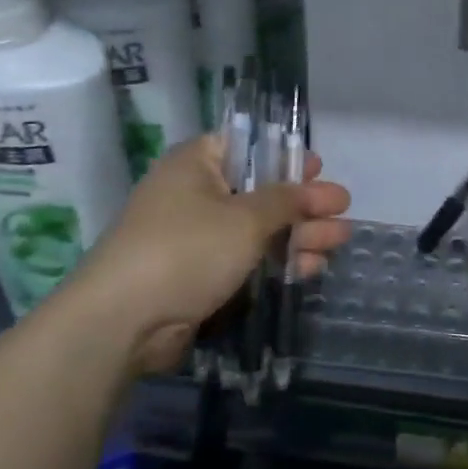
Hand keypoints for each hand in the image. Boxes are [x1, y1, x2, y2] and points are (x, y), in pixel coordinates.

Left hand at [60, 134, 351, 374]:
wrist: (124, 321)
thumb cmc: (187, 249)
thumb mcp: (246, 218)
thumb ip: (287, 201)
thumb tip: (317, 189)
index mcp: (197, 164)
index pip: (247, 146)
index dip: (285, 156)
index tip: (319, 168)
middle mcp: (196, 194)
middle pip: (261, 191)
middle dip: (304, 202)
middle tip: (343, 209)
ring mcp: (198, 237)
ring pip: (259, 229)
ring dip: (300, 234)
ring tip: (340, 240)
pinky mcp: (201, 274)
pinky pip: (248, 259)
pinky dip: (279, 261)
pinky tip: (312, 267)